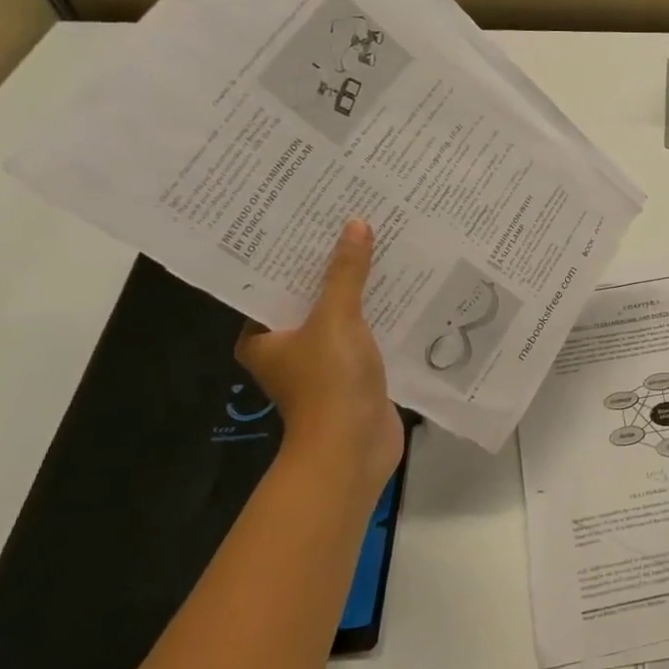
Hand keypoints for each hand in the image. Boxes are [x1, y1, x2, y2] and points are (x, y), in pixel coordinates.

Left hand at [236, 220, 405, 493]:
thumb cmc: (328, 382)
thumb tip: (356, 225)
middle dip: (335, 268)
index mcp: (263, 336)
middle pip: (312, 297)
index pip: (275, 283)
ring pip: (343, 316)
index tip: (316, 219)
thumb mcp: (336, 319)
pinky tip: (405, 291)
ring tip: (385, 249)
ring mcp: (324, 363)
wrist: (353, 449)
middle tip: (357, 224)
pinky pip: (367, 335)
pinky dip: (381, 317)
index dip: (296, 253)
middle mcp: (288, 348)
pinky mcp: (355, 375)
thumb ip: (346, 273)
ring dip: (363, 292)